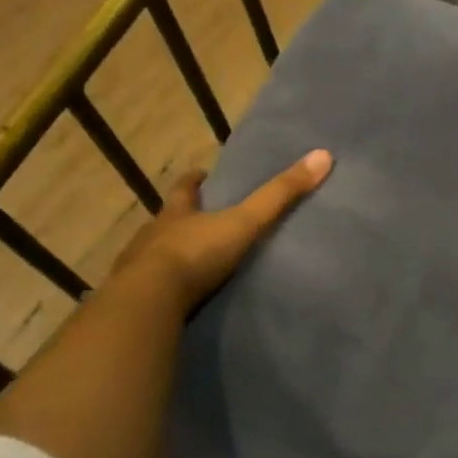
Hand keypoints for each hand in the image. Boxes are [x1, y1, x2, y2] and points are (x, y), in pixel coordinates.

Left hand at [112, 150, 332, 308]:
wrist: (149, 302)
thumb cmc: (195, 254)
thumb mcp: (244, 222)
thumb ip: (280, 195)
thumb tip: (322, 155)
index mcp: (176, 213)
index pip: (184, 189)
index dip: (193, 181)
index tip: (201, 174)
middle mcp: (152, 235)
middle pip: (167, 220)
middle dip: (181, 219)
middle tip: (198, 219)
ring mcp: (138, 268)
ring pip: (154, 254)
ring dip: (170, 255)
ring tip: (191, 262)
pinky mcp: (135, 300)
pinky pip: (150, 290)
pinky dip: (163, 289)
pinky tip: (176, 299)